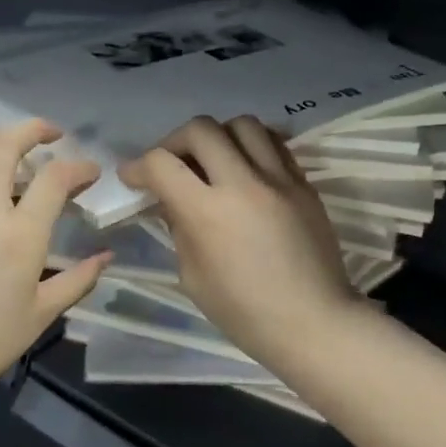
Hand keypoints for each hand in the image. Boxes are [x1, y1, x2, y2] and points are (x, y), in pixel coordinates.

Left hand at [0, 119, 109, 398]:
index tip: (89, 173)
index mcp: (21, 235)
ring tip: (2, 140)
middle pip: (5, 146)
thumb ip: (77, 281)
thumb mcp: (41, 315)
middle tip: (48, 137)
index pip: (55, 179)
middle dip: (32, 131)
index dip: (78, 167)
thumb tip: (105, 257)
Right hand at [121, 115, 358, 367]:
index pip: (162, 163)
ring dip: (218, 137)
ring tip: (213, 161)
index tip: (133, 178)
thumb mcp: (194, 276)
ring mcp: (279, 179)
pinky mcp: (304, 184)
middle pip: (200, 129)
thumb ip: (180, 229)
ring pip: (242, 124)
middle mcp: (243, 183)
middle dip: (175, 142)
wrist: (312, 322)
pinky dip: (252, 146)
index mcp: (207, 212)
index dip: (138, 167)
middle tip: (171, 166)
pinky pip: (274, 144)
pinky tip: (246, 168)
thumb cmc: (244, 313)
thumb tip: (172, 200)